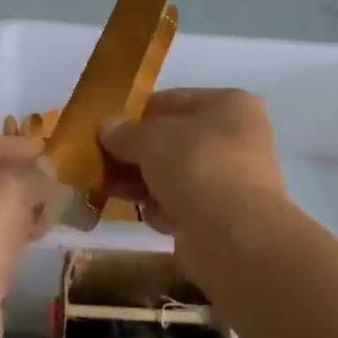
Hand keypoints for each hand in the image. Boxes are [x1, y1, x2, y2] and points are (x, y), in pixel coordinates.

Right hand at [98, 88, 287, 244]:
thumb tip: (106, 127)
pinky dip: (165, 209)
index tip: (105, 131)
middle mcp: (236, 137)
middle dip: (135, 154)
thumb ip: (124, 132)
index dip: (135, 115)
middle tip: (101, 164)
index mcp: (229, 104)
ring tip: (112, 191)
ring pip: (174, 174)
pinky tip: (153, 217)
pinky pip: (184, 204)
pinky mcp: (225, 216)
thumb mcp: (150, 138)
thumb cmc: (196, 166)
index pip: (172, 101)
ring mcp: (233, 178)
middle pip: (172, 140)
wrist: (235, 236)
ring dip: (144, 183)